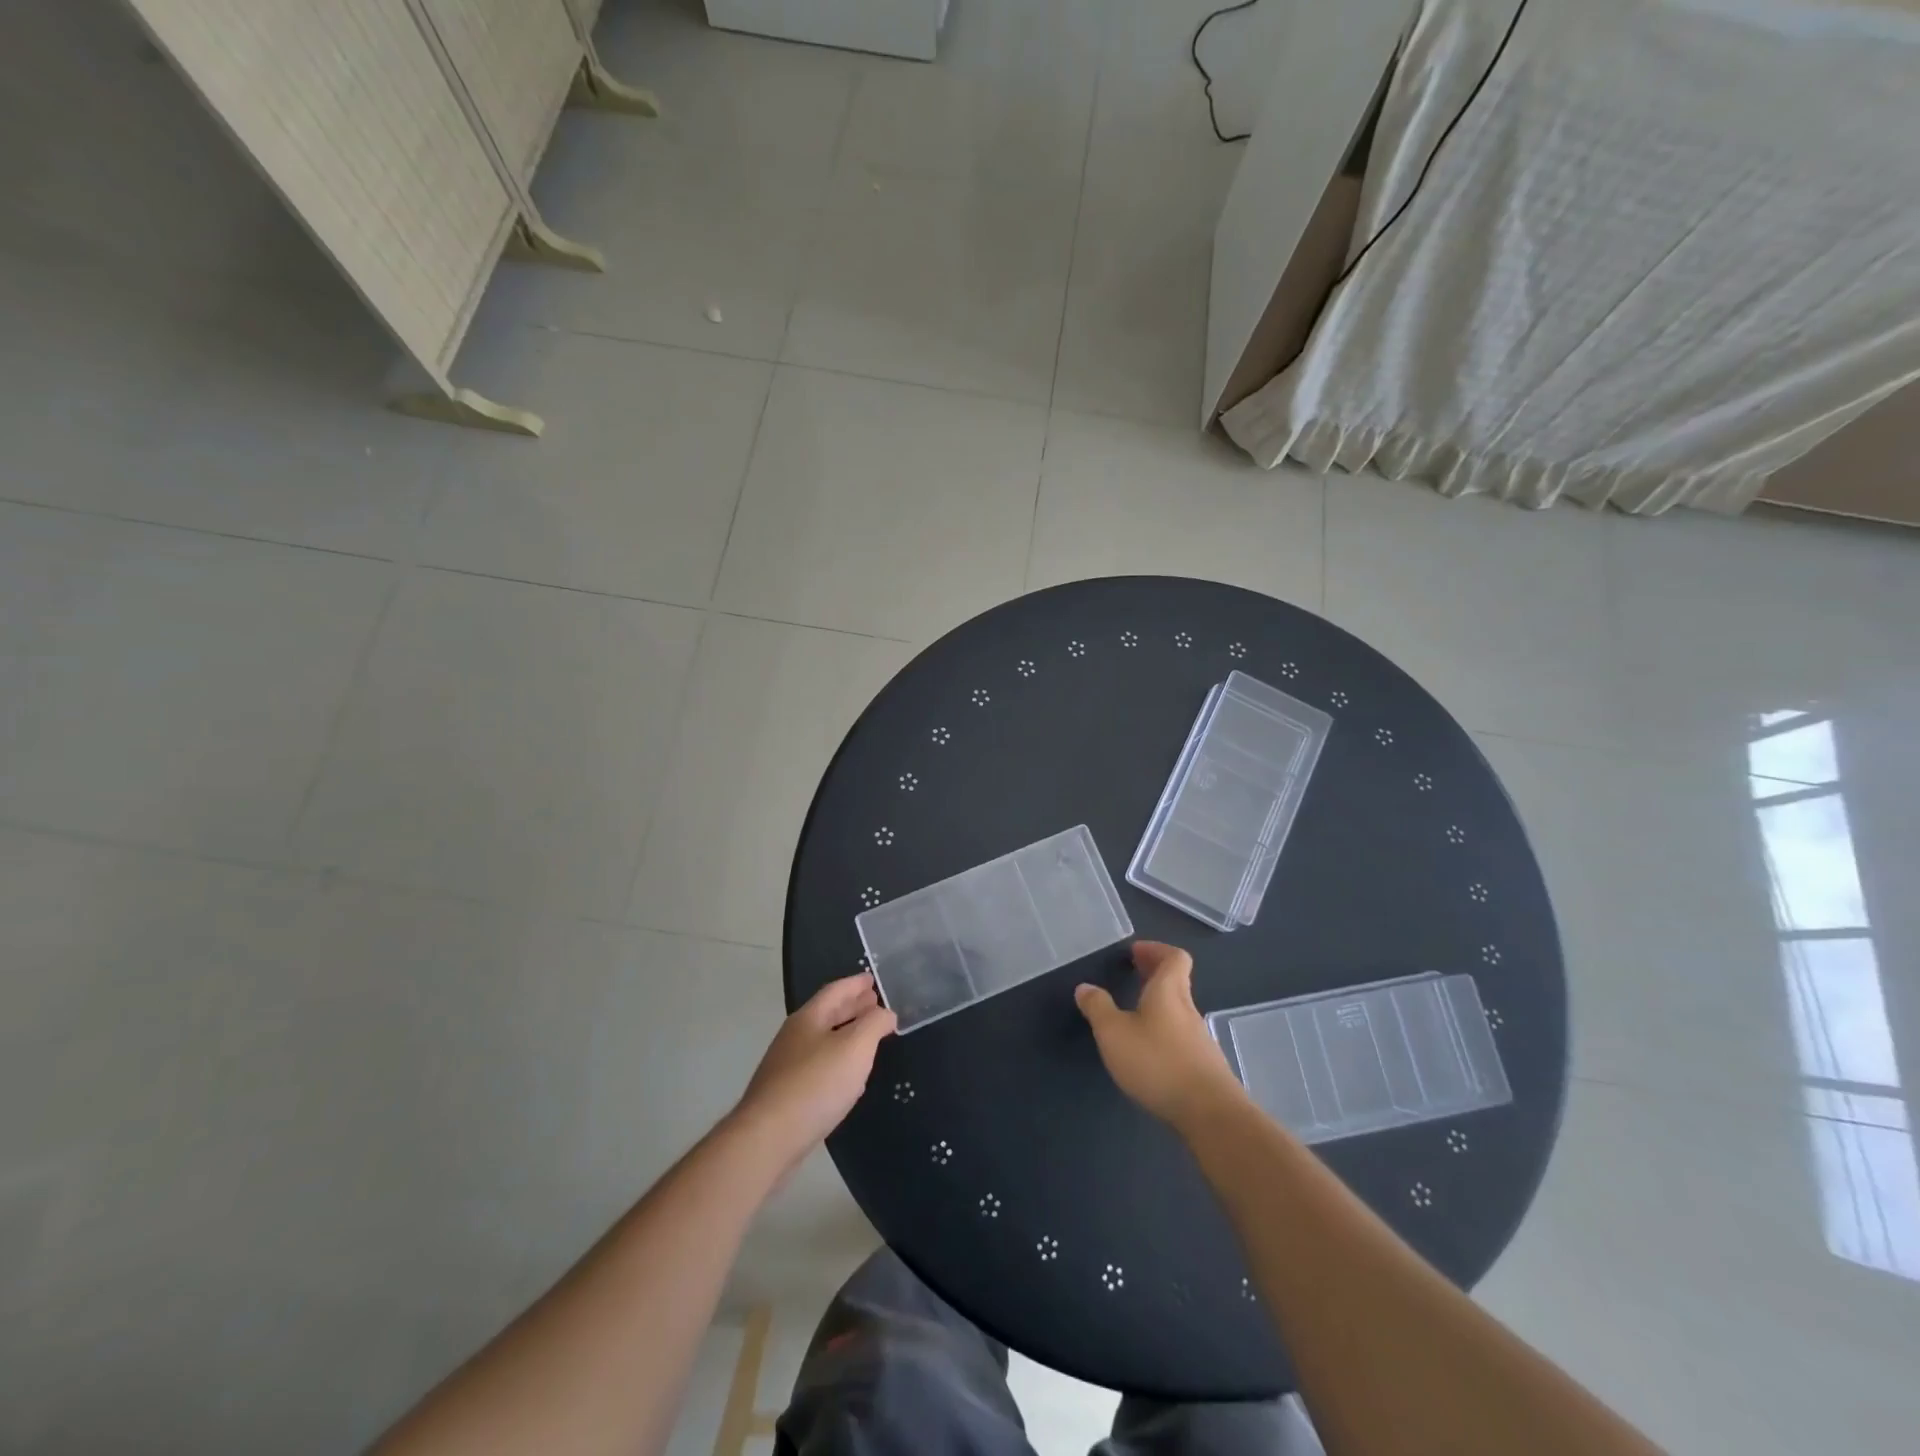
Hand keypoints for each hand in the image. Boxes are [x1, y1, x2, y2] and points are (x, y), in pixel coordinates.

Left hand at [733, 973, 895, 1168]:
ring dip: (845, 1033)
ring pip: (822, 1040)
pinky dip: (837, 1059)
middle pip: (827, 1014)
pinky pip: (818, 1065)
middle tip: (874, 1002)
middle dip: (852, 1006)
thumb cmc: (816, 1084)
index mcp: (809, 1018)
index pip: (835, 991)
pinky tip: (848, 1074)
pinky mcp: (786, 1095)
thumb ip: (874, 1024)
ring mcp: (787, 1066)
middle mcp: (794, 1037)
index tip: (872, 978)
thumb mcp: (855, 1047)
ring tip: (867, 1035)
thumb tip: (886, 1013)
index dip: (855, 984)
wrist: (768, 1138)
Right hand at [1075, 942, 1241, 1130]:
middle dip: (1155, 973)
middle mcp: (1188, 1009)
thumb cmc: (1158, 1063)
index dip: (1156, 950)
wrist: (1210, 1114)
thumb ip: (1098, 1008)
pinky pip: (1182, 1035)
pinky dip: (1165, 1030)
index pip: (1174, 957)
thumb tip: (1085, 987)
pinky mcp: (1204, 1066)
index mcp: (1168, 992)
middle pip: (1177, 981)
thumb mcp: (1114, 1033)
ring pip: (1179, 1009)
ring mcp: (1200, 1039)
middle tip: (1133, 972)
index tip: (1136, 952)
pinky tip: (1150, 1049)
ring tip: (1135, 1012)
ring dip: (1159, 1003)